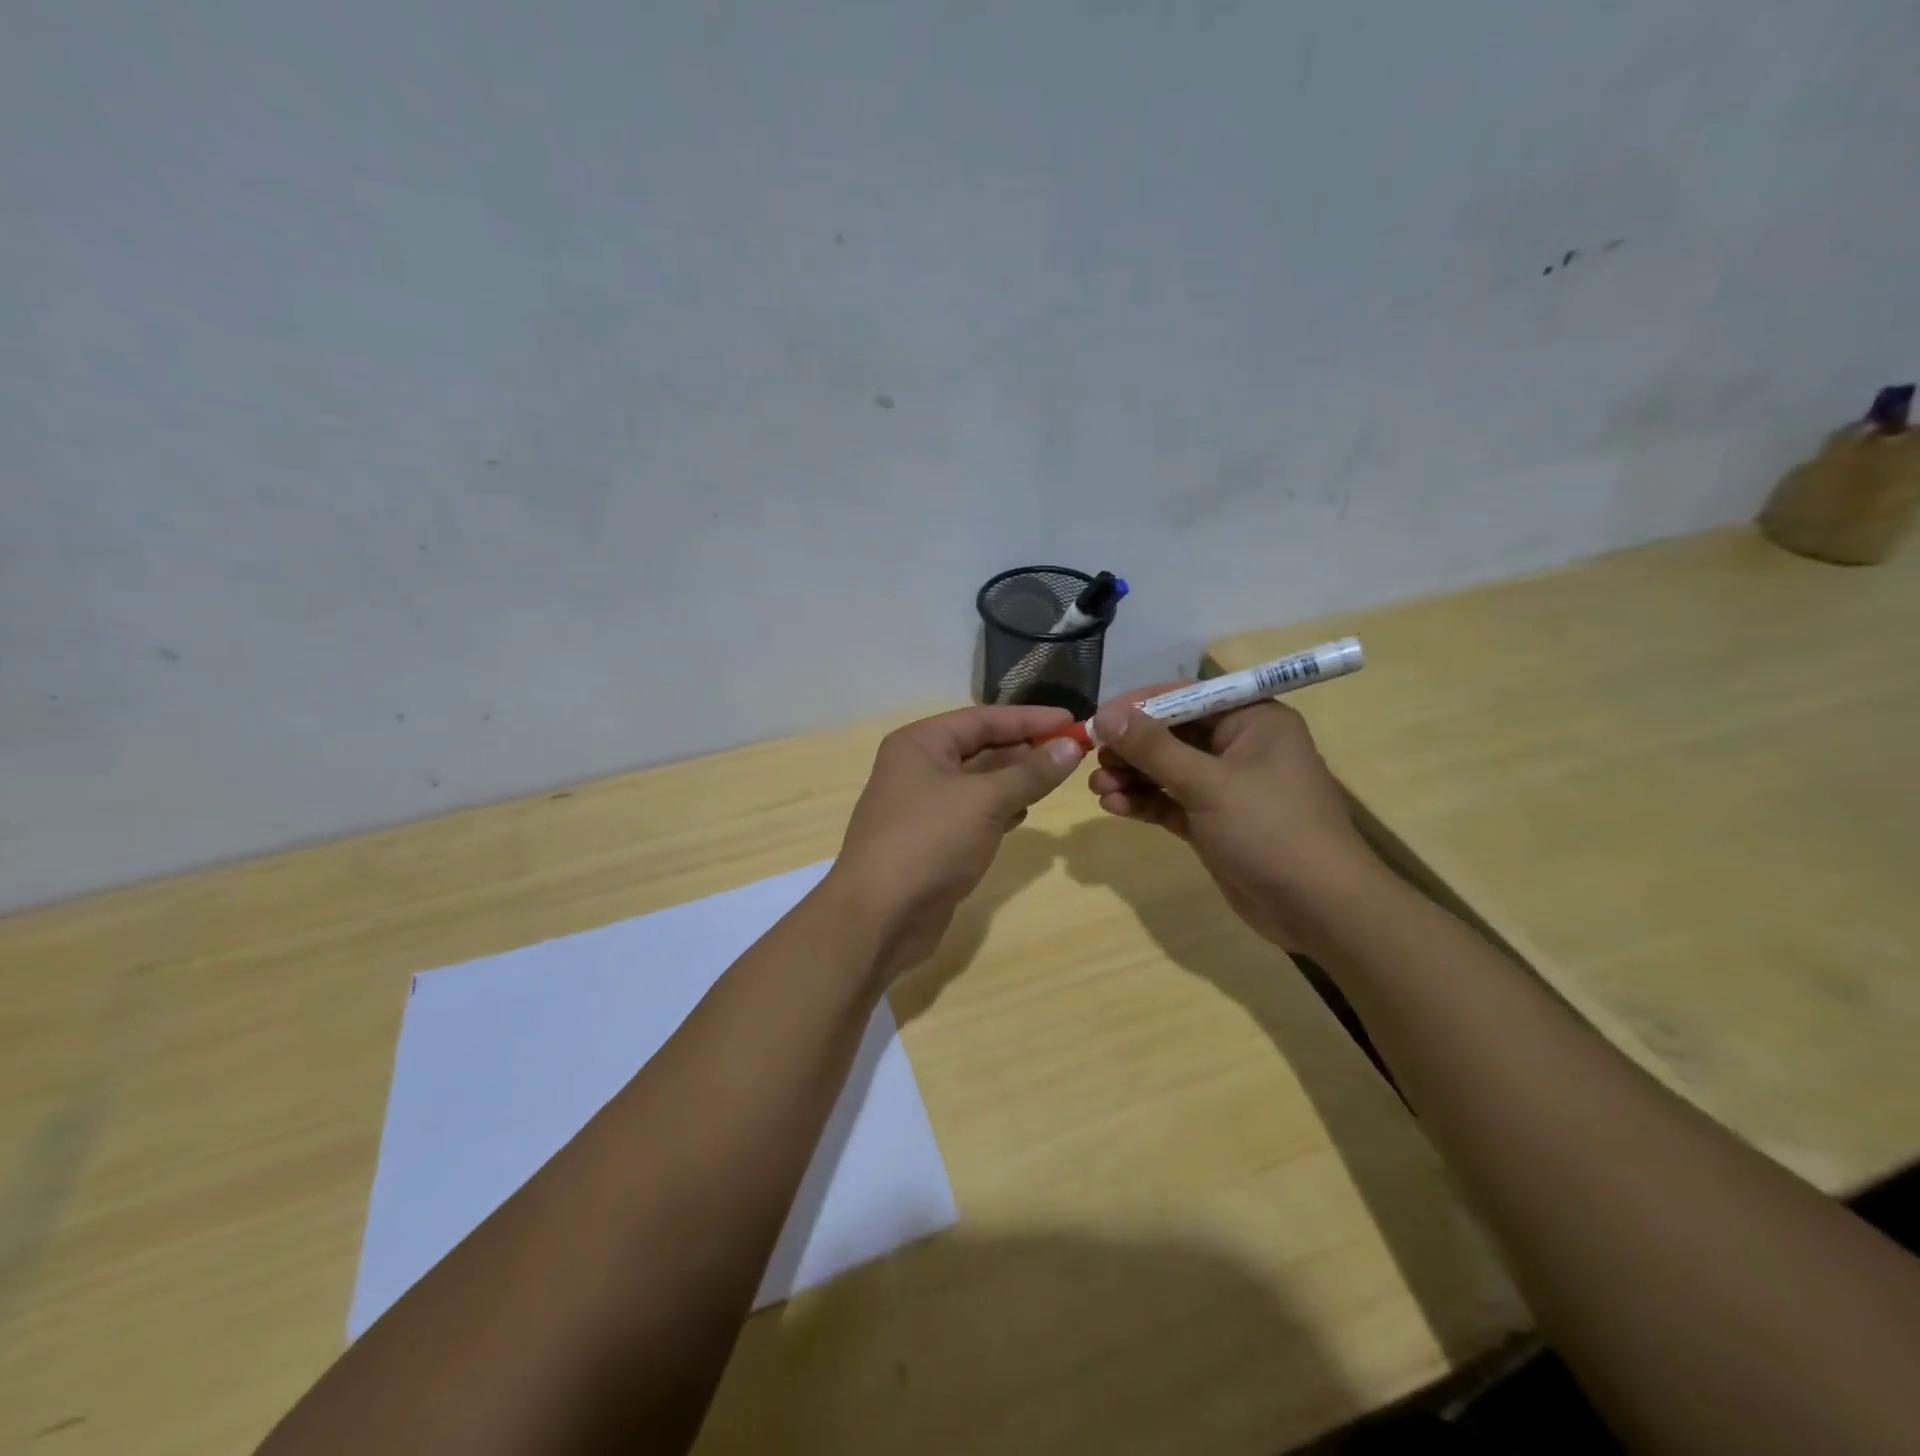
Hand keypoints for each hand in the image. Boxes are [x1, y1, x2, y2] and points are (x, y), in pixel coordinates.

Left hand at [827, 705, 1084, 981]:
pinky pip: (973, 813)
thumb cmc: (930, 842)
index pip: (983, 719)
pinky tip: (1025, 812)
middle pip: (980, 747)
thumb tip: (1072, 745)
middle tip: (1072, 752)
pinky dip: (1000, 809)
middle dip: (1025, 749)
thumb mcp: (985, 801)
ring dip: (1015, 779)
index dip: (1030, 718)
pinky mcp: (932, 840)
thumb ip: (1031, 772)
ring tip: (1056, 778)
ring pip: (978, 782)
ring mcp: (923, 806)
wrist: (880, 917)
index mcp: (920, 743)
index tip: (1073, 721)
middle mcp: (918, 768)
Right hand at [1085, 691, 1387, 950]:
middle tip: (1094, 757)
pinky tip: (1113, 806)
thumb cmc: (1271, 830)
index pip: (1188, 697)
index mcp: (1253, 721)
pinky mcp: (1212, 822)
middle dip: (1132, 746)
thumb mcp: (1208, 783)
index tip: (1099, 718)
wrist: (1318, 909)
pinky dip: (1144, 802)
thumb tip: (1106, 716)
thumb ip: (1154, 748)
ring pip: (1167, 770)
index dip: (1141, 706)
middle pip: (1173, 734)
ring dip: (1132, 776)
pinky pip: (1170, 801)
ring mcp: (1225, 787)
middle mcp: (1239, 747)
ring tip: (1097, 786)